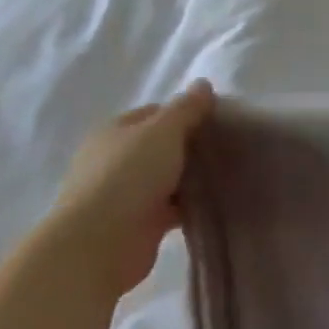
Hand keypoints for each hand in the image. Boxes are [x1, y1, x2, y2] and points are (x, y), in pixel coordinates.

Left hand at [51, 82, 215, 294]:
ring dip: (193, 176)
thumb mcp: (163, 130)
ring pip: (169, 176)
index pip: (156, 113)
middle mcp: (116, 159)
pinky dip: (191, 203)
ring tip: (231, 172)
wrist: (98, 244)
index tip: (220, 119)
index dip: (188, 112)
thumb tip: (203, 84)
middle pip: (163, 145)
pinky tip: (218, 199)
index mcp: (115, 131)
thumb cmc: (128, 175)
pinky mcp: (139, 223)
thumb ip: (186, 108)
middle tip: (230, 145)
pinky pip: (173, 206)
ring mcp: (126, 193)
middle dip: (193, 145)